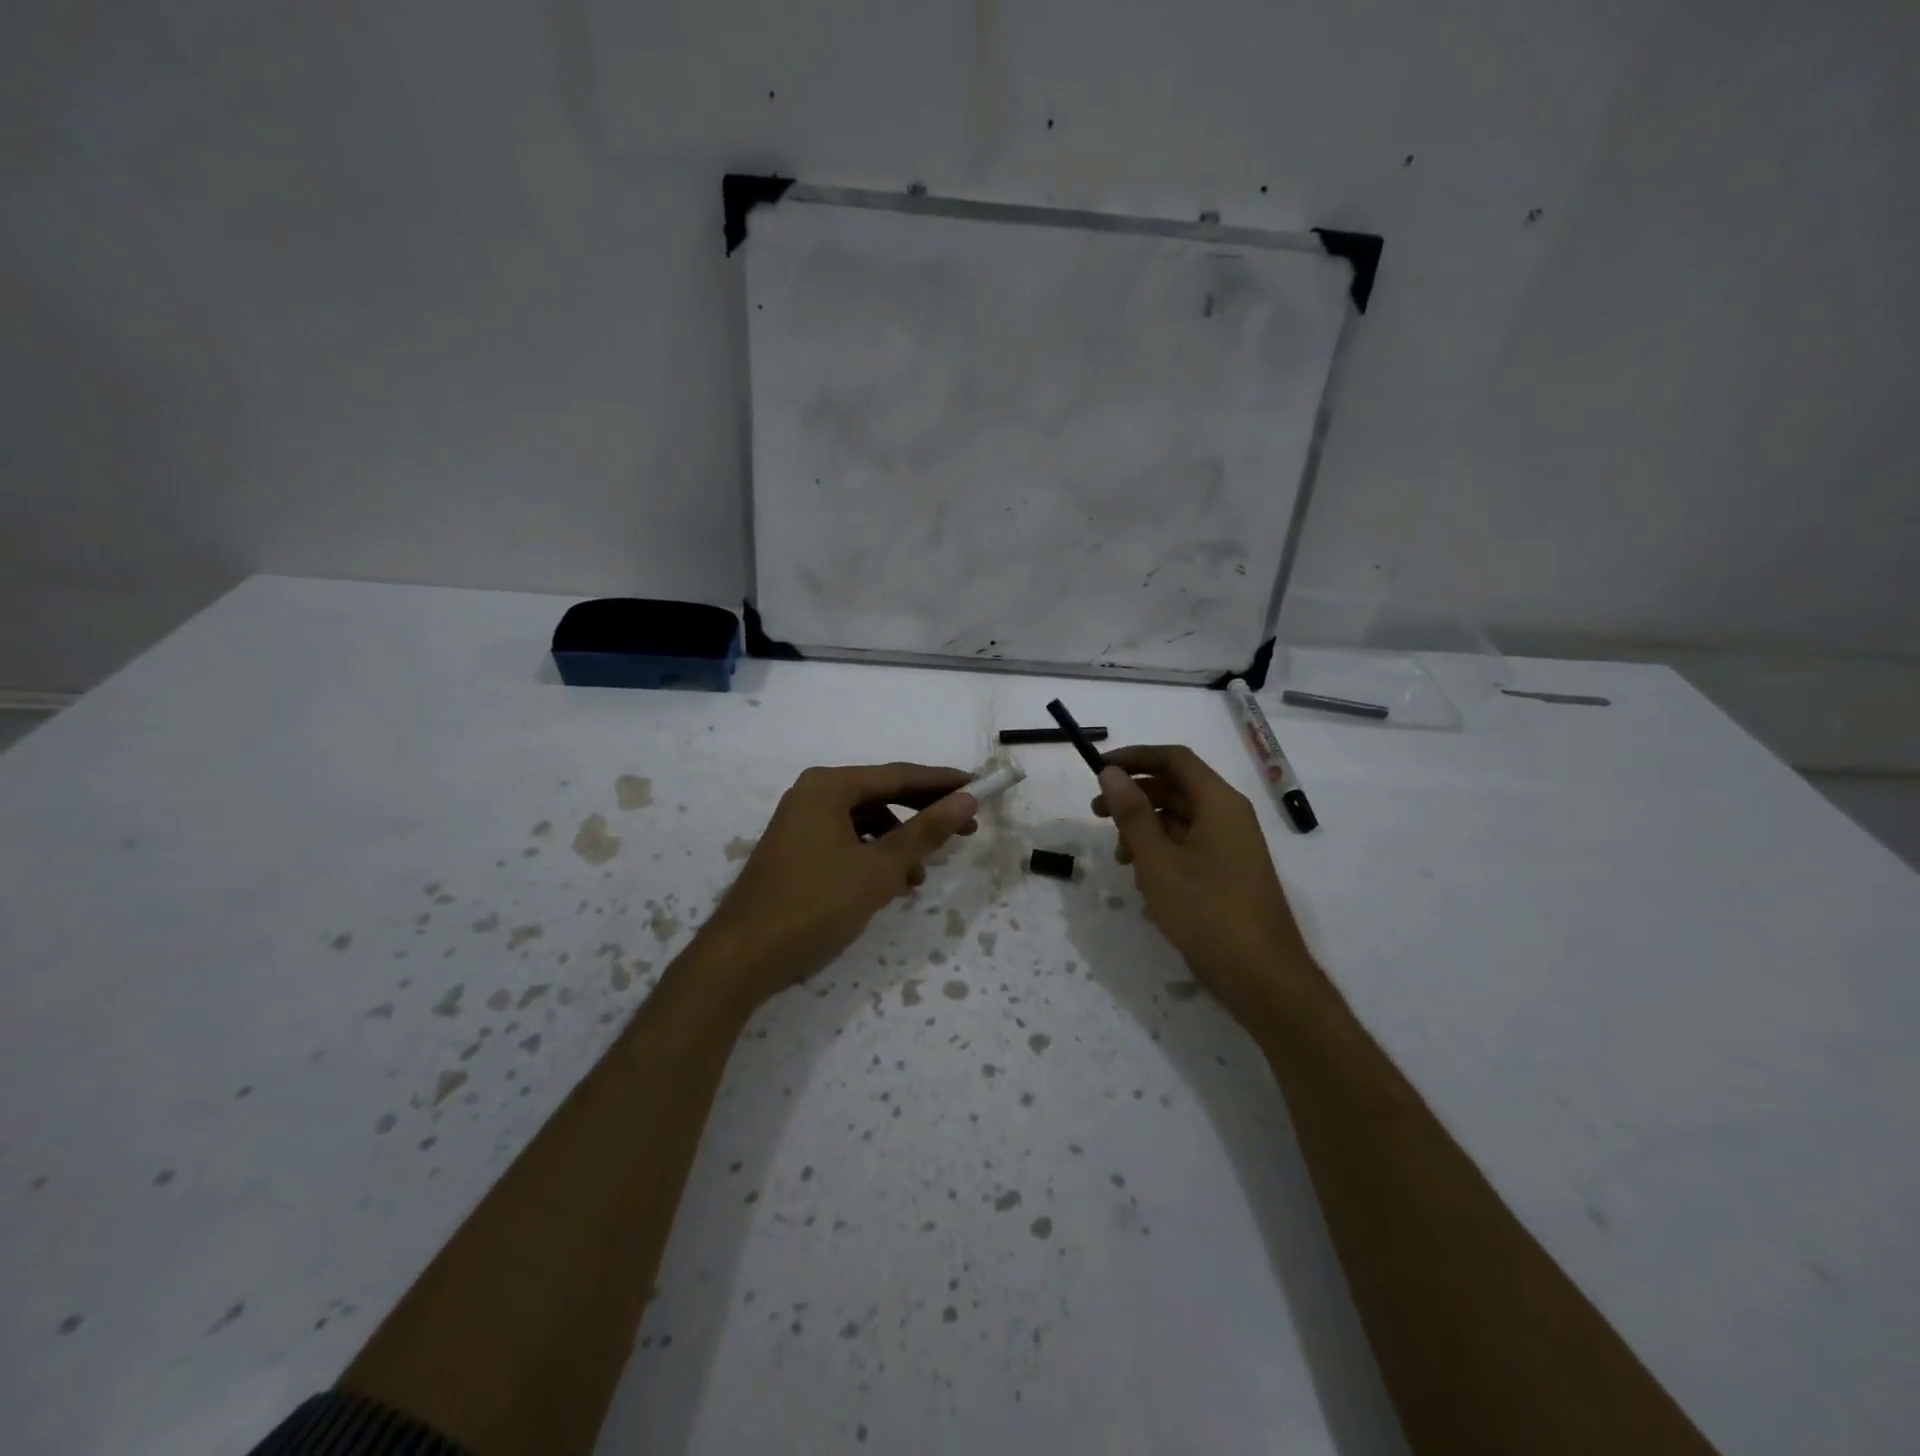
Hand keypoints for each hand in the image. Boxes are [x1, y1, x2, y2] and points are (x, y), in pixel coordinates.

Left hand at [697, 763, 978, 1010]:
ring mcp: (800, 823)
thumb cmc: (814, 905)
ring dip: (898, 842)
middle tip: (966, 829)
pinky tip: (889, 884)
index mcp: (829, 786)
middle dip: (924, 814)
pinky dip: (873, 857)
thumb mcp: (879, 869)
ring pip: (865, 822)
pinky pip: (847, 841)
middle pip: (882, 795)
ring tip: (920, 874)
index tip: (982, 788)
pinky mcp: (796, 851)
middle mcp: (812, 794)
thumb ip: (926, 831)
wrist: (741, 958)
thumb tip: (966, 799)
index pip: (899, 775)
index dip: (944, 783)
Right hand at [1093, 746, 1315, 1019]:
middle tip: (1096, 813)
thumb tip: (1110, 772)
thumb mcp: (1157, 861)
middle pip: (1175, 787)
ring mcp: (1231, 845)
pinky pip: (1189, 845)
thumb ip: (1131, 813)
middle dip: (1133, 796)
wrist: (1261, 976)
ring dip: (1144, 828)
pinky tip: (1143, 881)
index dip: (1134, 758)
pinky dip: (1161, 851)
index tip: (1098, 769)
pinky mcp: (1228, 871)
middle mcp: (1228, 815)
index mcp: (1218, 802)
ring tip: (1119, 858)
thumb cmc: (1206, 912)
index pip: (1174, 759)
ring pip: (1179, 818)